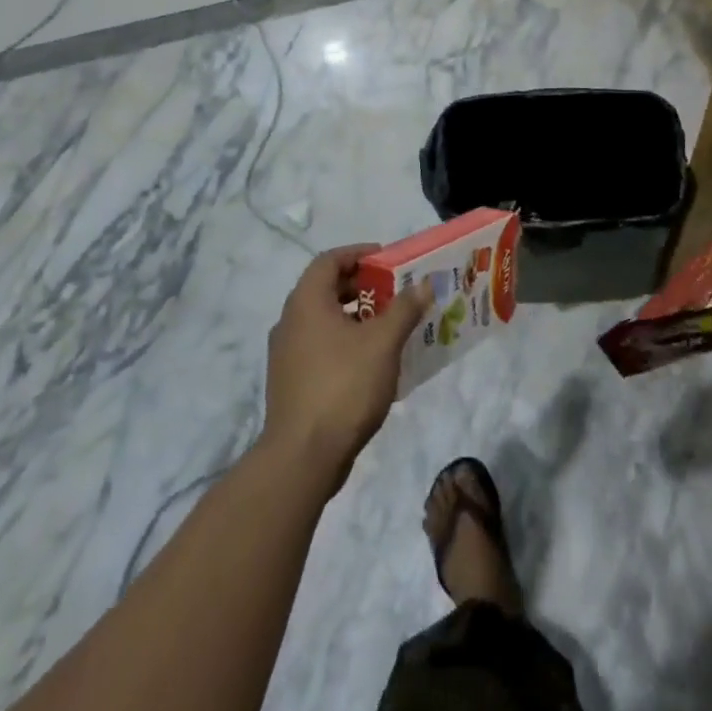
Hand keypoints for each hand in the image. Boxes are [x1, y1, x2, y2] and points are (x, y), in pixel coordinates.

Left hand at [261, 245, 432, 497]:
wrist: (303, 456)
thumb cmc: (343, 386)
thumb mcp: (383, 342)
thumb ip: (404, 309)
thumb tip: (423, 285)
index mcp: (307, 303)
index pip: (329, 260)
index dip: (359, 254)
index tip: (388, 260)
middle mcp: (290, 322)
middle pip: (327, 289)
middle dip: (364, 287)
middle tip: (396, 293)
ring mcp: (287, 355)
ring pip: (325, 321)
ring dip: (358, 317)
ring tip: (392, 326)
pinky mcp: (292, 382)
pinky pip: (322, 347)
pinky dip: (347, 342)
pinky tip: (375, 361)